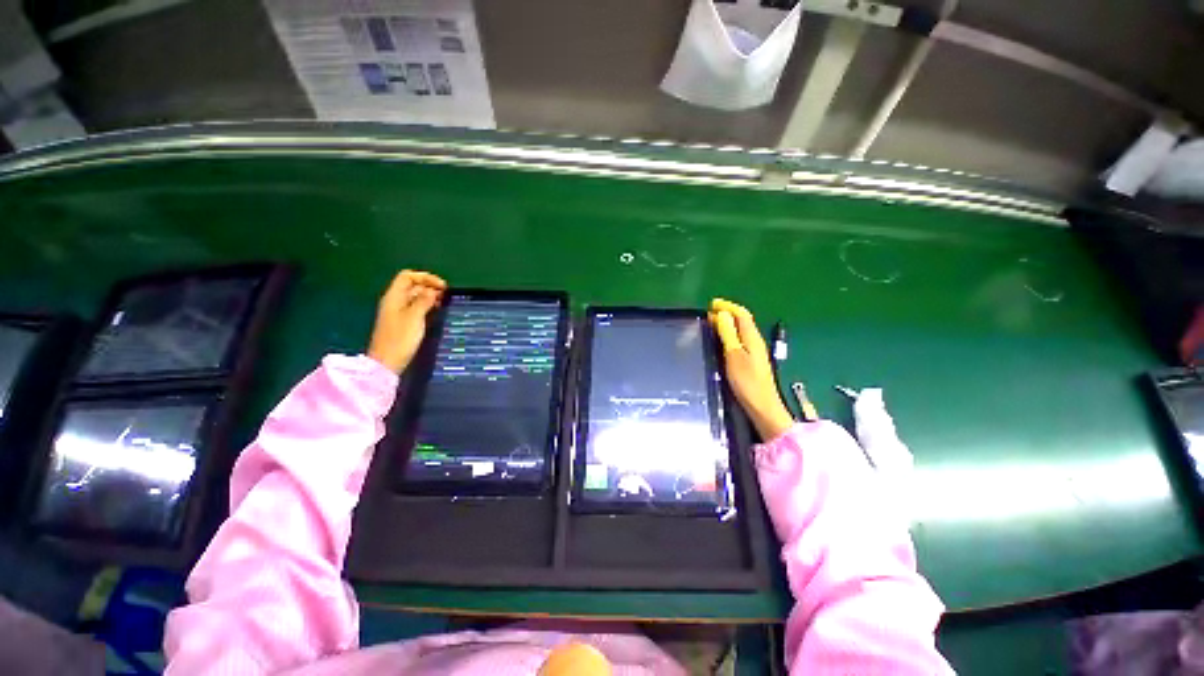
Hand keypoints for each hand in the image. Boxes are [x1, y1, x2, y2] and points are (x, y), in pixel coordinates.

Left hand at [367, 270, 446, 372]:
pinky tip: (434, 312)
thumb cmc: (400, 338)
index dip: (425, 277)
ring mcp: (397, 312)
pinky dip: (425, 306)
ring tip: (442, 303)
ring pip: (414, 296)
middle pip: (411, 285)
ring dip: (428, 296)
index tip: (442, 287)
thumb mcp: (415, 317)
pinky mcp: (402, 322)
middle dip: (428, 286)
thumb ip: (424, 300)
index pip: (407, 276)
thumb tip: (432, 290)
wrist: (387, 361)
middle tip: (445, 295)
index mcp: (394, 296)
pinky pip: (414, 307)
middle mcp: (394, 301)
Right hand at [709, 298, 794, 440]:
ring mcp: (754, 351)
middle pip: (742, 321)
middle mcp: (755, 341)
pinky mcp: (751, 361)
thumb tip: (722, 314)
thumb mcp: (734, 355)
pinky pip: (739, 340)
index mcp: (752, 337)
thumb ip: (728, 334)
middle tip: (708, 312)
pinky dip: (728, 335)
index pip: (742, 314)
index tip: (711, 304)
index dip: (727, 306)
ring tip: (711, 323)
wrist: (762, 406)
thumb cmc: (747, 381)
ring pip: (740, 330)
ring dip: (727, 324)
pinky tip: (720, 341)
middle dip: (726, 313)